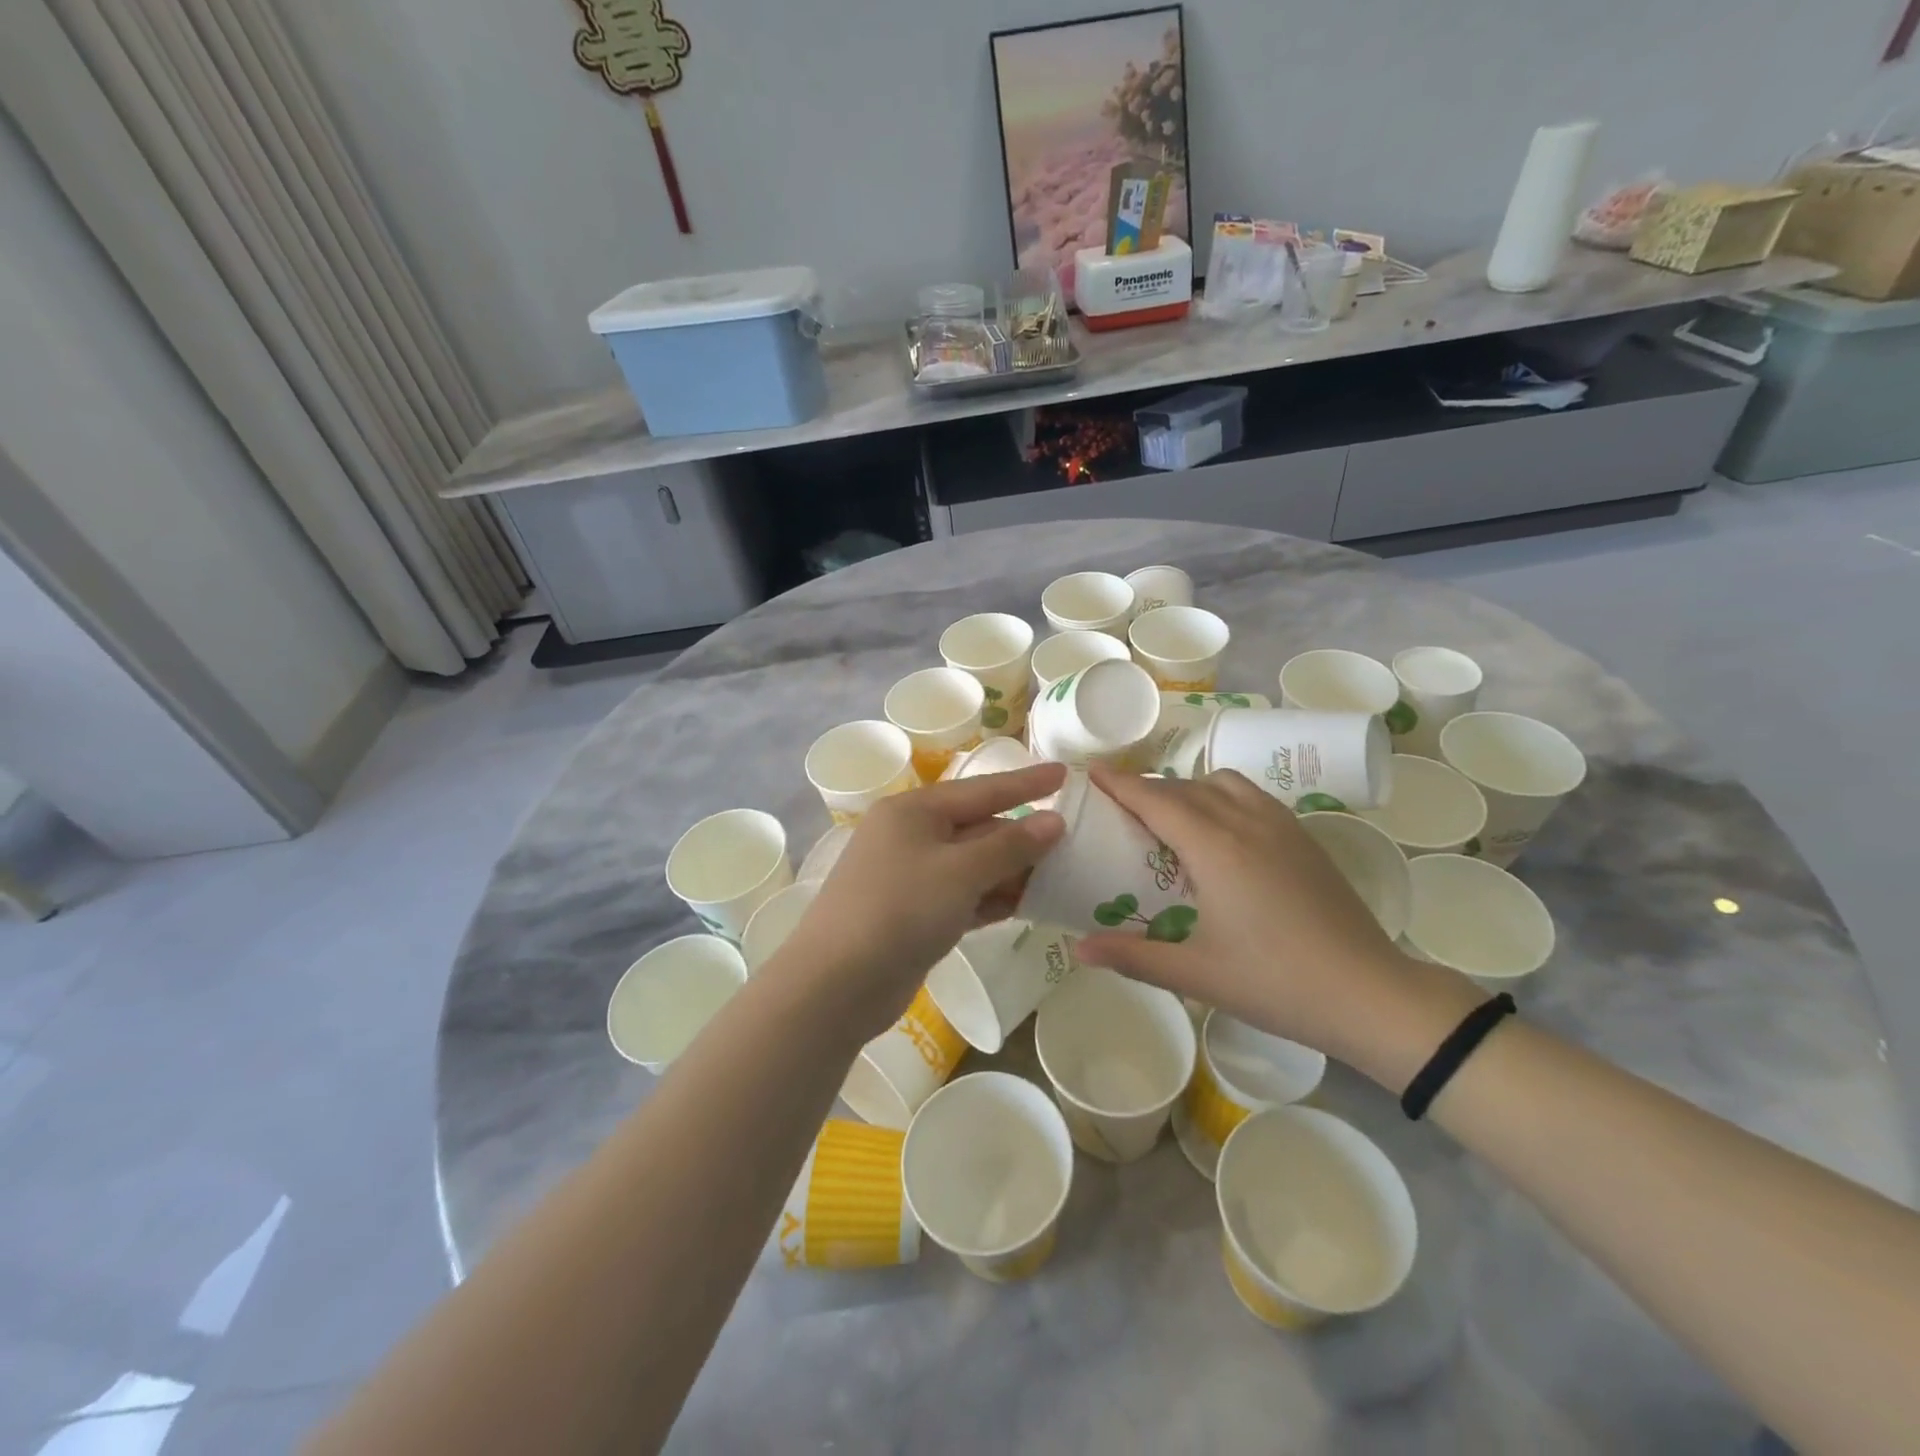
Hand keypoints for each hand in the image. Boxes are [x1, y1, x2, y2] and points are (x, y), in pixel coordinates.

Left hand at [774, 763, 1066, 1044]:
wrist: (837, 983)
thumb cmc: (900, 909)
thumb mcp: (960, 872)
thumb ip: (1010, 845)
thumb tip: (1053, 821)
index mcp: (914, 810)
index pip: (982, 789)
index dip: (1026, 782)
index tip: (1065, 774)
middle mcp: (911, 835)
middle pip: (978, 828)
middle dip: (1023, 837)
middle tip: (1075, 841)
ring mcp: (910, 876)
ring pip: (973, 865)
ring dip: (1012, 872)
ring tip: (1061, 875)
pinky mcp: (914, 913)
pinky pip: (963, 895)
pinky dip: (992, 898)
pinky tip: (1026, 905)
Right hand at [1075, 763, 1480, 1084]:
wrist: (1371, 994)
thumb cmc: (1276, 983)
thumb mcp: (1196, 974)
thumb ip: (1133, 956)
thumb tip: (1079, 949)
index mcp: (1215, 848)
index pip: (1156, 799)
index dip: (1120, 783)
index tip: (1091, 773)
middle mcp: (1245, 822)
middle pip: (1184, 787)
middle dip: (1147, 788)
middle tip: (1118, 806)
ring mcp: (1280, 825)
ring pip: (1222, 783)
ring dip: (1188, 788)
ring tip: (1170, 817)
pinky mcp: (1303, 837)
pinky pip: (1251, 795)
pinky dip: (1222, 796)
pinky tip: (1221, 831)